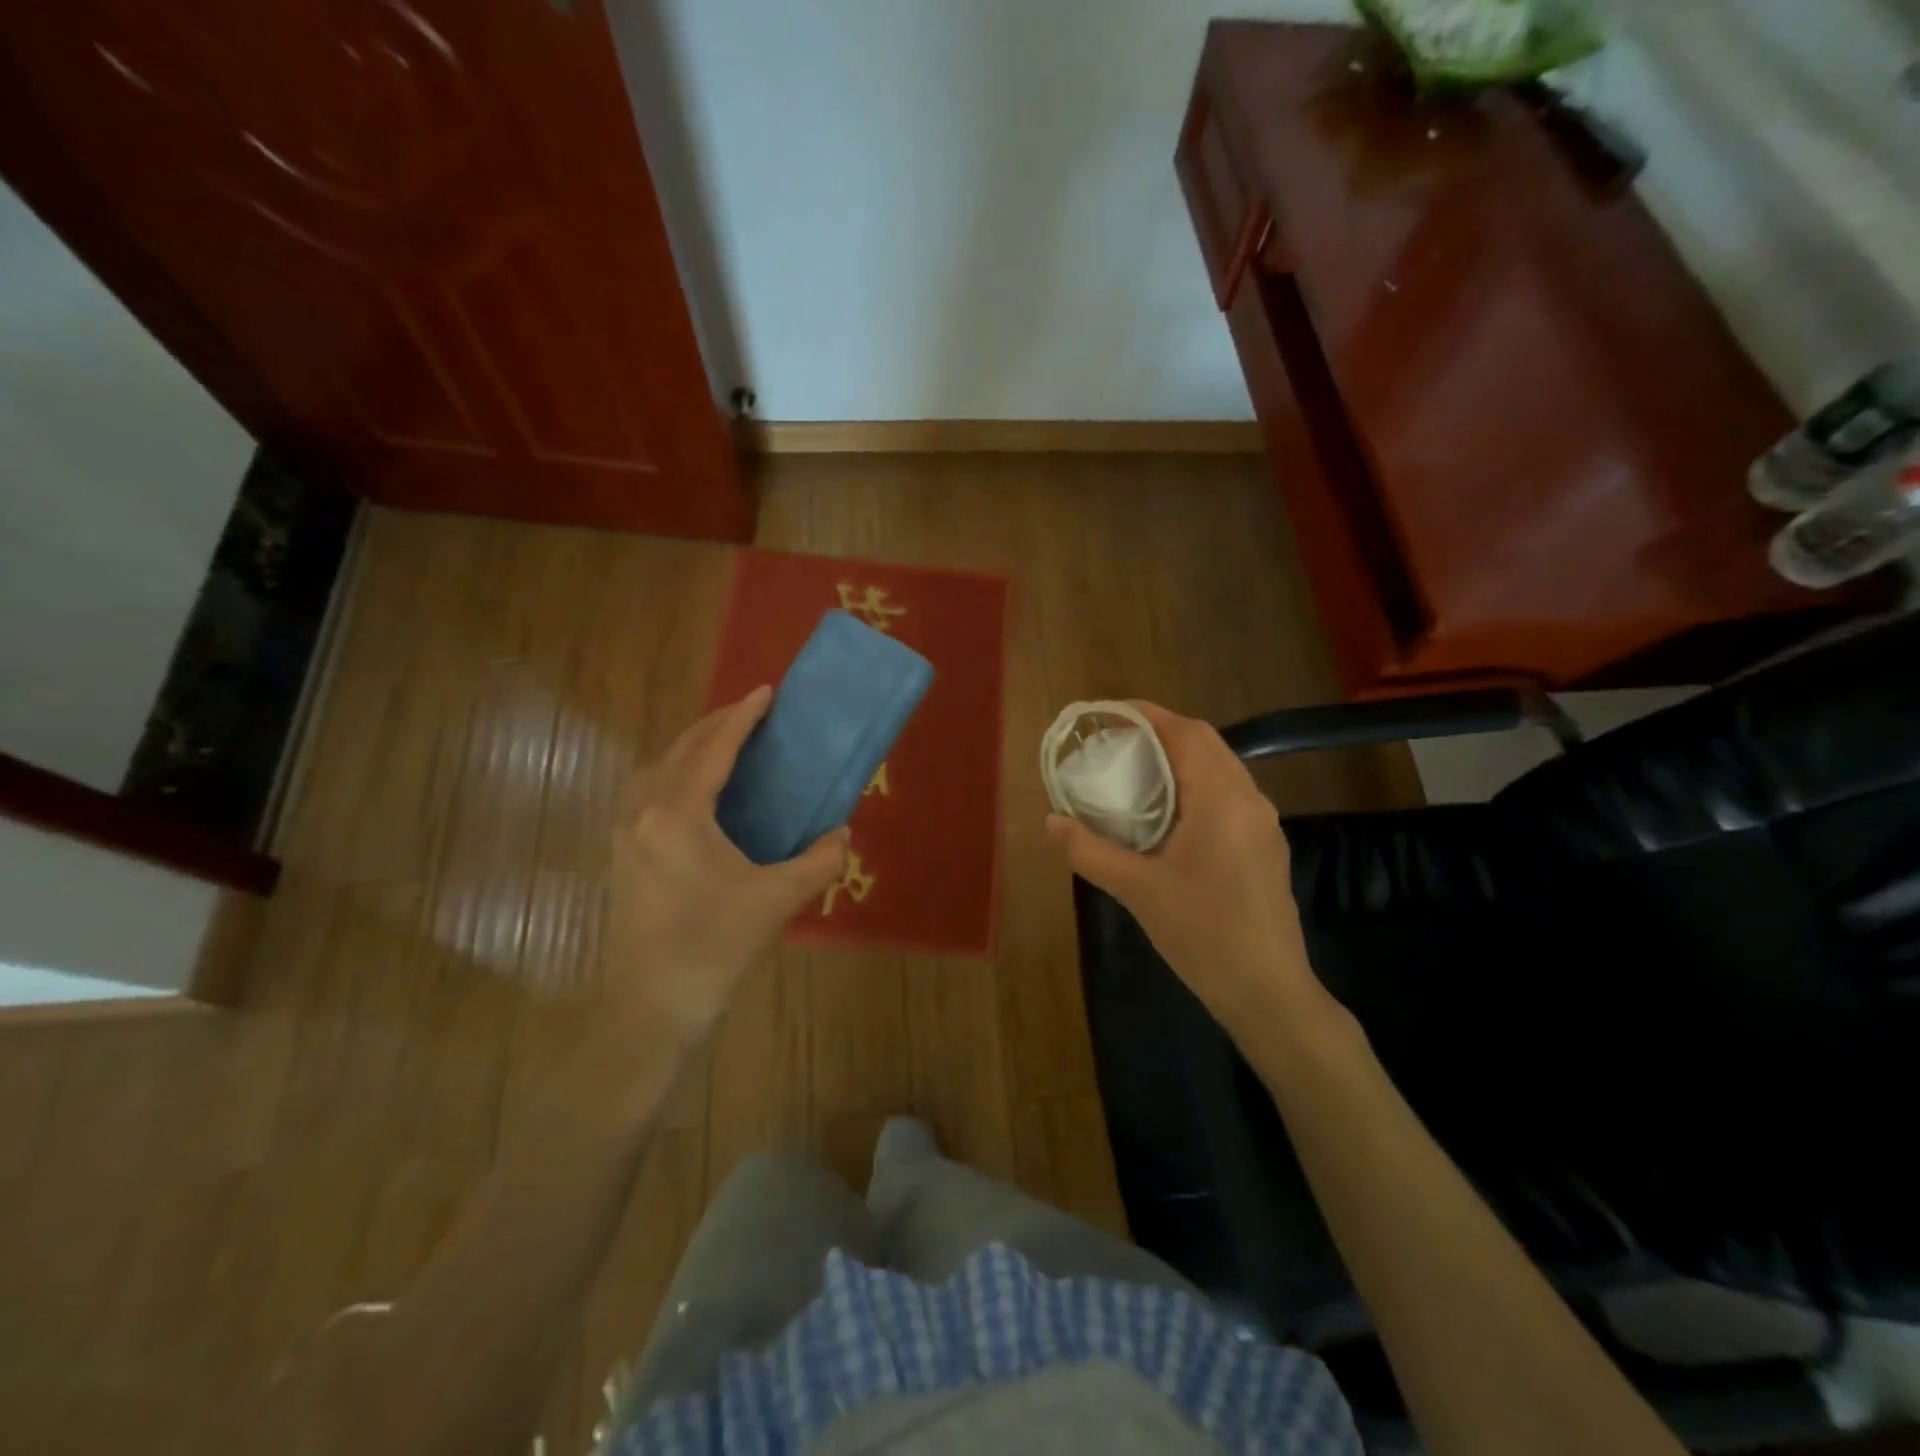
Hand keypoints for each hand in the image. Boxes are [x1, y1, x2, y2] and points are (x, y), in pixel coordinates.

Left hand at [605, 687, 848, 1043]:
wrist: (652, 1008)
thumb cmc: (714, 947)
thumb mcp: (776, 900)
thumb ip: (819, 861)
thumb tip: (842, 834)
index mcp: (678, 815)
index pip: (713, 748)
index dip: (742, 716)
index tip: (767, 691)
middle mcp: (643, 812)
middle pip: (680, 749)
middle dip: (717, 724)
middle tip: (753, 712)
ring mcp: (625, 834)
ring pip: (657, 768)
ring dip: (692, 747)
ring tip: (727, 745)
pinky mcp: (622, 854)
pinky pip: (647, 791)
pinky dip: (675, 772)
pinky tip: (698, 792)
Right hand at [1046, 701, 1337, 1045]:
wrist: (1268, 992)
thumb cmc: (1202, 934)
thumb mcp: (1137, 891)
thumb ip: (1089, 851)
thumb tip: (1051, 822)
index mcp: (1221, 800)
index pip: (1185, 733)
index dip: (1147, 715)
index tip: (1108, 712)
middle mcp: (1249, 800)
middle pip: (1206, 742)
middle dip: (1162, 731)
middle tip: (1116, 740)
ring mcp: (1263, 823)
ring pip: (1221, 767)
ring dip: (1180, 757)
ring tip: (1136, 769)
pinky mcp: (1265, 846)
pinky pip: (1228, 793)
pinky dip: (1195, 783)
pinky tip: (1167, 811)